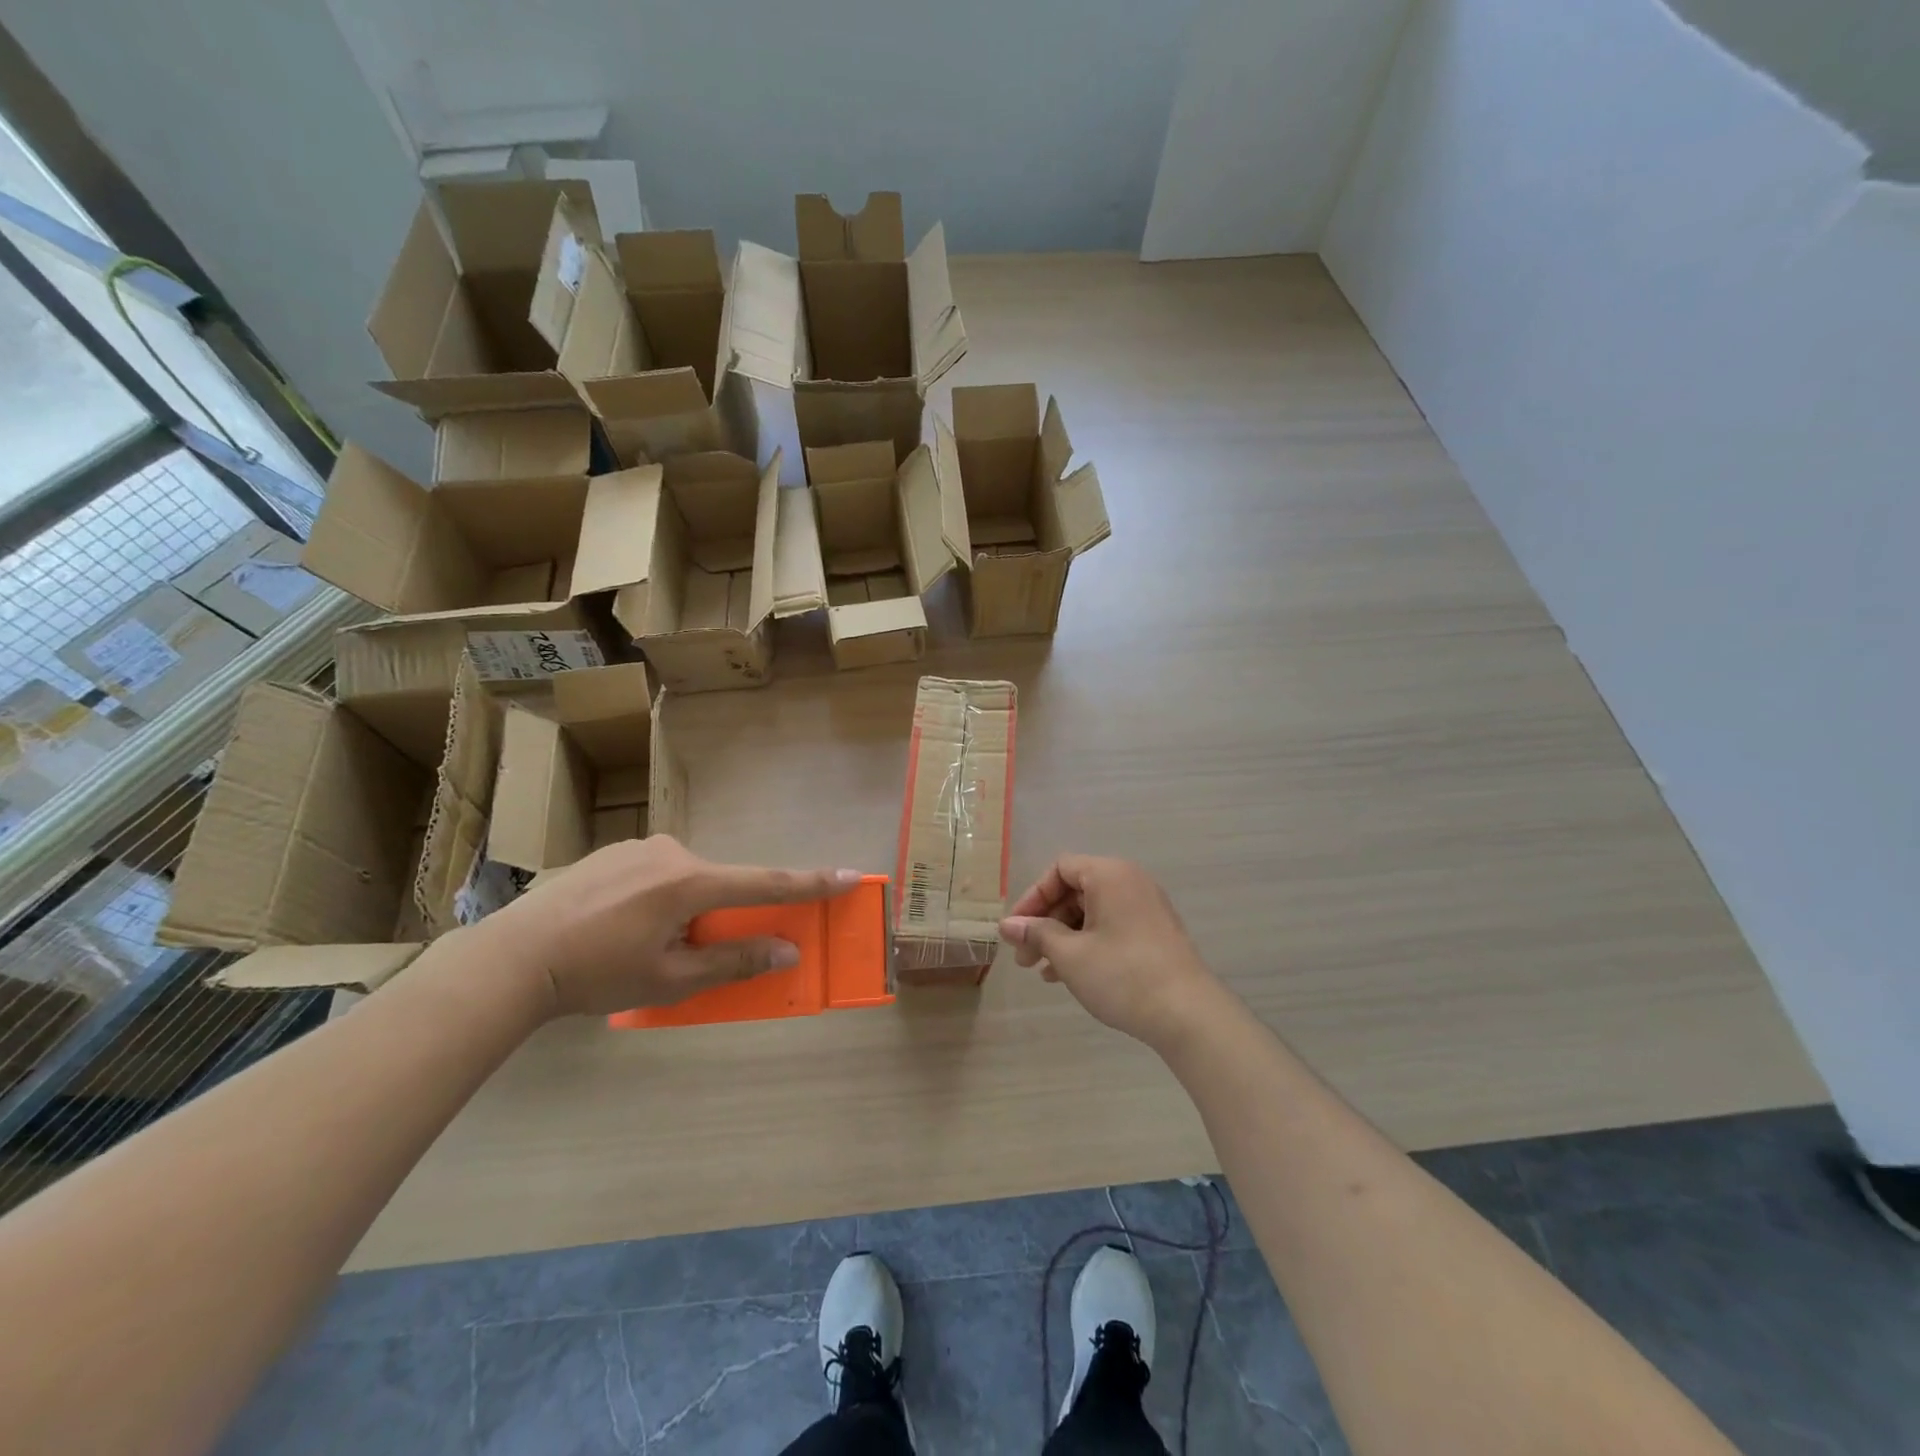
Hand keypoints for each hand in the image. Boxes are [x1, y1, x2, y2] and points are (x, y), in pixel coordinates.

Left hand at [485, 836, 861, 1017]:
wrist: (513, 955)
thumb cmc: (598, 974)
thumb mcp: (671, 980)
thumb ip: (733, 961)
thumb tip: (787, 951)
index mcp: (691, 883)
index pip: (766, 883)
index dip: (811, 883)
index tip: (850, 875)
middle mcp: (673, 853)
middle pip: (720, 885)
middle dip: (717, 917)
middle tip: (681, 955)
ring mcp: (641, 847)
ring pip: (686, 879)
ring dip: (683, 909)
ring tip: (638, 947)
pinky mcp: (614, 852)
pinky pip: (656, 872)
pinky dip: (656, 898)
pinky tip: (617, 926)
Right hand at [1000, 855, 1228, 1050]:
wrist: (1188, 1014)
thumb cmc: (1122, 975)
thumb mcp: (1070, 955)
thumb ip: (1036, 934)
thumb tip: (1007, 926)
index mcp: (1109, 874)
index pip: (1060, 869)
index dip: (1033, 897)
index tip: (1017, 930)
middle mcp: (1129, 882)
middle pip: (1075, 890)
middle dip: (1045, 923)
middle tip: (1025, 958)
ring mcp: (1145, 908)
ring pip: (1091, 912)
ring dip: (1062, 937)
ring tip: (1042, 971)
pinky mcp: (1154, 933)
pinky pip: (1110, 927)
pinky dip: (1086, 944)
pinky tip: (1068, 975)